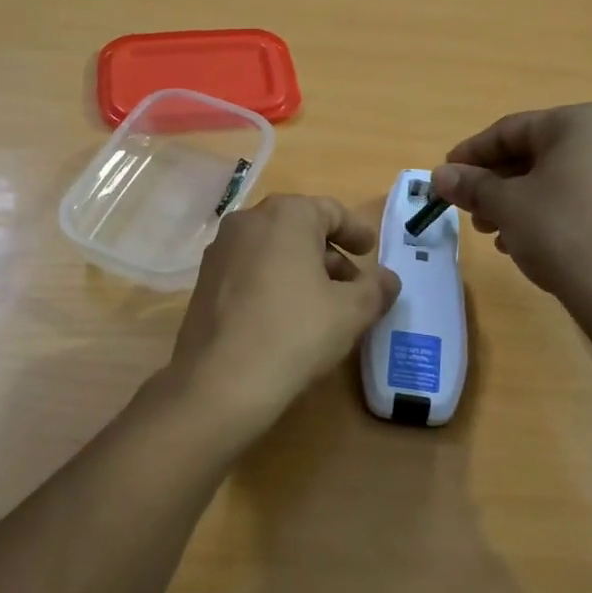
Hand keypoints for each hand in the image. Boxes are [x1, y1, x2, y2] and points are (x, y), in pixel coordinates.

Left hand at [167, 195, 400, 442]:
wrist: (220, 381)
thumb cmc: (295, 332)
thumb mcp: (352, 311)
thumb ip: (376, 288)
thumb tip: (387, 279)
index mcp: (286, 215)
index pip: (330, 211)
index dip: (356, 231)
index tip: (370, 250)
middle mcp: (247, 222)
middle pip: (299, 229)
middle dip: (329, 254)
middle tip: (353, 285)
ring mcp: (220, 252)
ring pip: (272, 251)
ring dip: (301, 270)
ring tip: (323, 305)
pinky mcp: (204, 283)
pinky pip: (249, 272)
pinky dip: (273, 283)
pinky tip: (286, 318)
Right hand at [430, 104, 591, 355]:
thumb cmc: (559, 230)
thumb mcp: (505, 205)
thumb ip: (470, 184)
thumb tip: (439, 175)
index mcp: (578, 122)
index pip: (509, 129)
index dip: (471, 153)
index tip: (445, 173)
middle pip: (531, 152)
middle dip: (492, 181)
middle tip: (465, 207)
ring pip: (550, 177)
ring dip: (512, 200)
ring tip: (487, 229)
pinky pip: (572, 195)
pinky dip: (541, 211)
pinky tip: (516, 240)